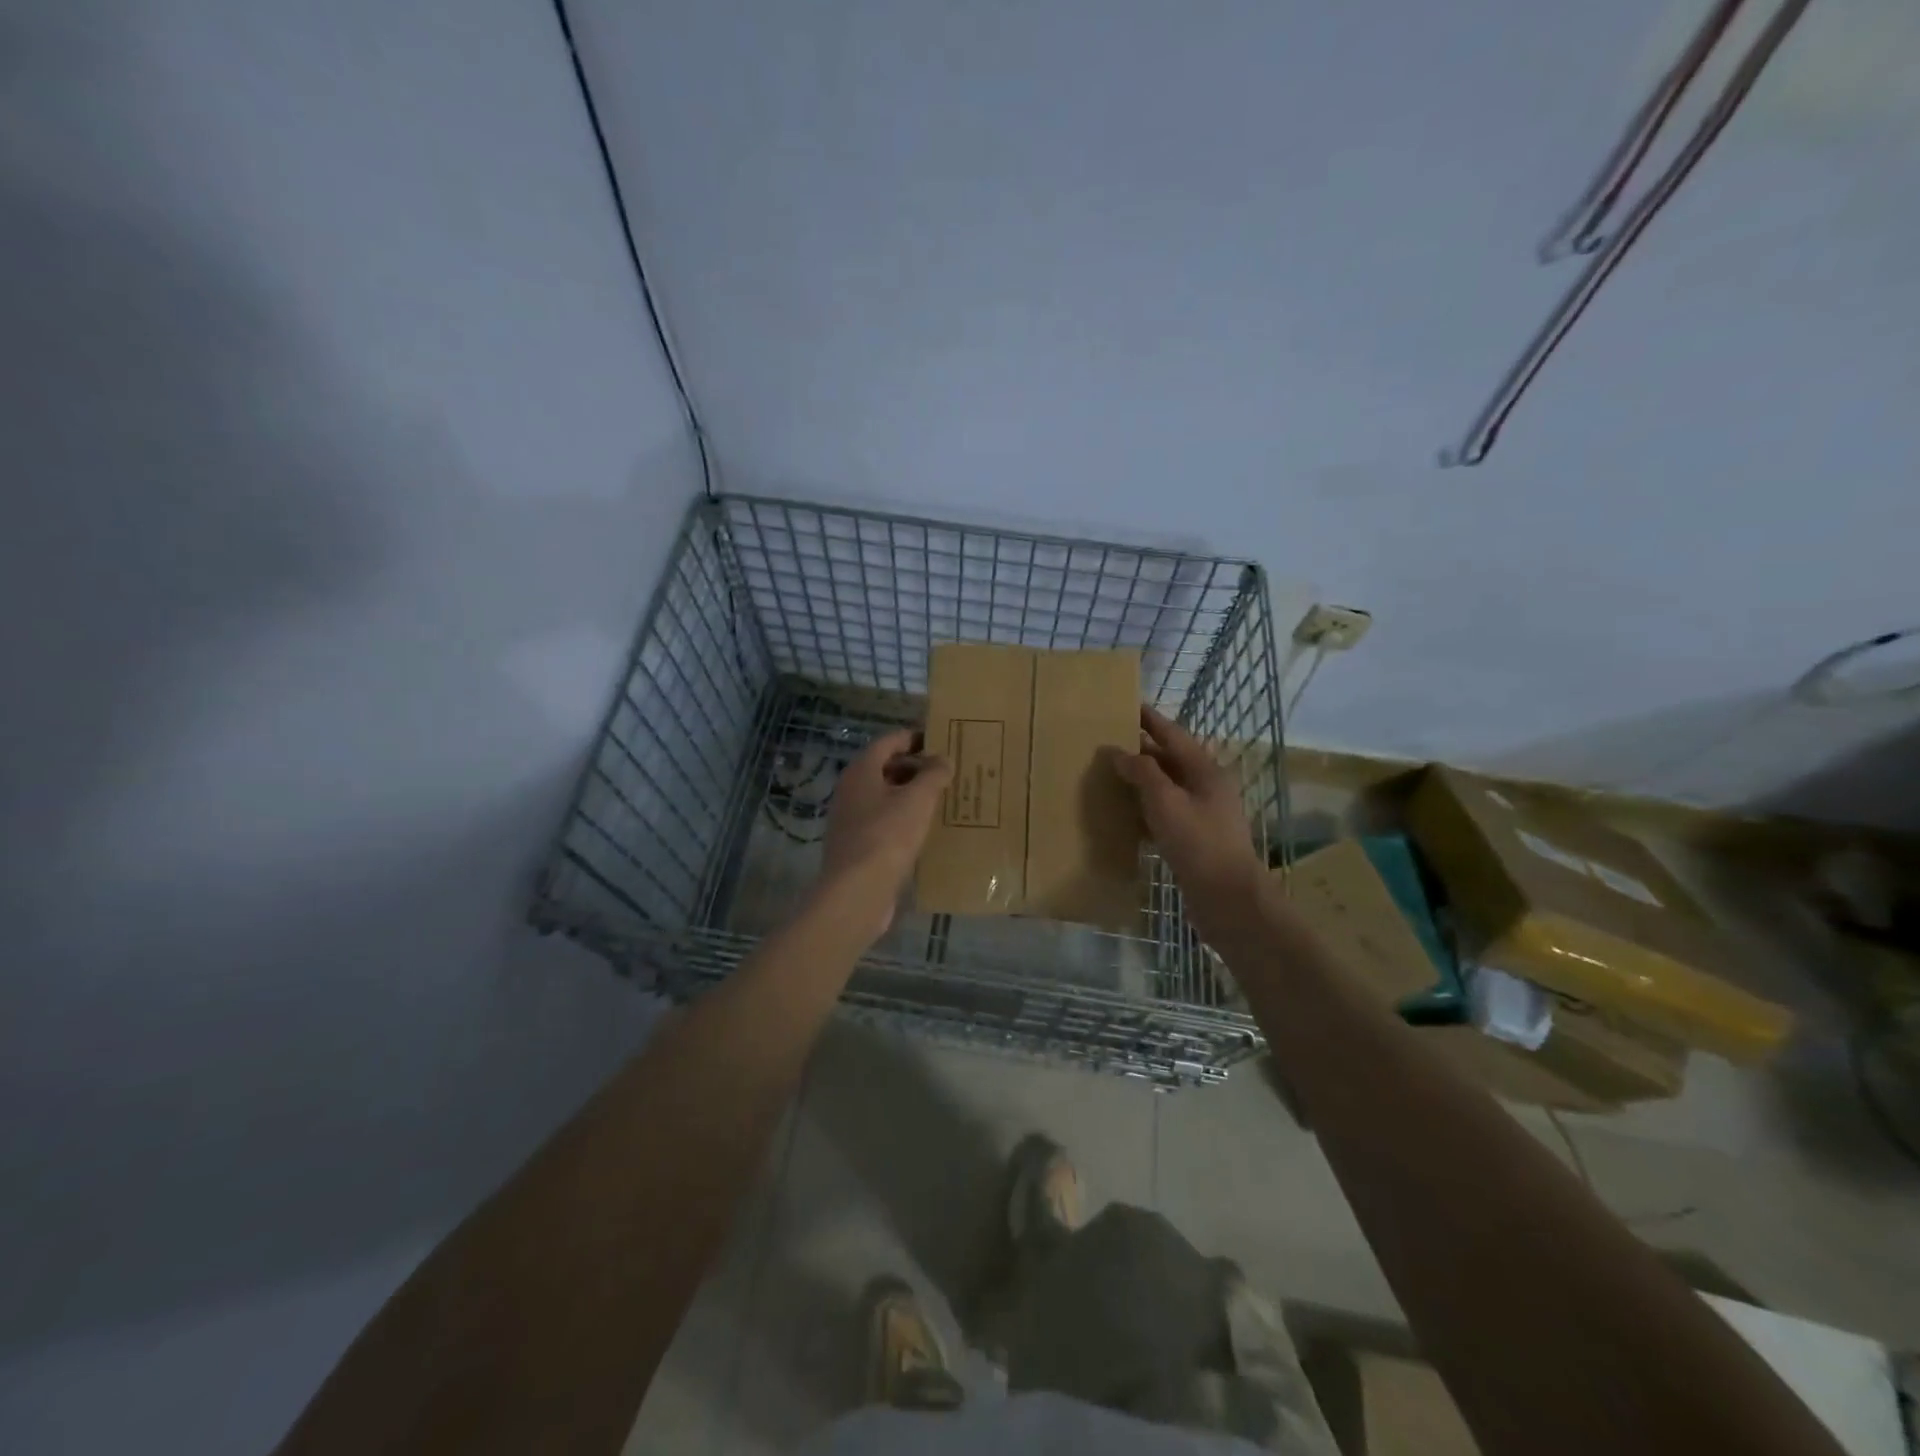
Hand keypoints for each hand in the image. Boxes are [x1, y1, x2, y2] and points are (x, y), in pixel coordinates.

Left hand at [817, 728, 952, 940]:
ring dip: (910, 794)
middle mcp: (850, 790)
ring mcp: (850, 819)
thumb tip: (943, 759)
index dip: (913, 737)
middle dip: (915, 767)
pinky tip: (924, 829)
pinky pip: (883, 821)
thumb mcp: (918, 800)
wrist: (856, 891)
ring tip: (941, 798)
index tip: (940, 739)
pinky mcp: (856, 845)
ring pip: (884, 796)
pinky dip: (903, 818)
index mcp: (861, 771)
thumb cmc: (887, 836)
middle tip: (946, 770)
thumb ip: (933, 775)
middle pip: (885, 768)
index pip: (888, 742)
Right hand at [1106, 705, 1264, 918]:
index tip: (1127, 704)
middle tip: (1108, 741)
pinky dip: (1145, 809)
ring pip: (1166, 788)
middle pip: (1170, 760)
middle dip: (1141, 749)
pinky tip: (1124, 813)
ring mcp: (1202, 814)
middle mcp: (1206, 787)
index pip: (1173, 734)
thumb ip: (1142, 772)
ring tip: (1109, 773)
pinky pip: (1165, 814)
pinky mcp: (1194, 839)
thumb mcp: (1165, 801)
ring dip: (1141, 780)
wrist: (1227, 898)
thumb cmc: (1198, 842)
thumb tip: (1118, 752)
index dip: (1150, 719)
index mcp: (1204, 770)